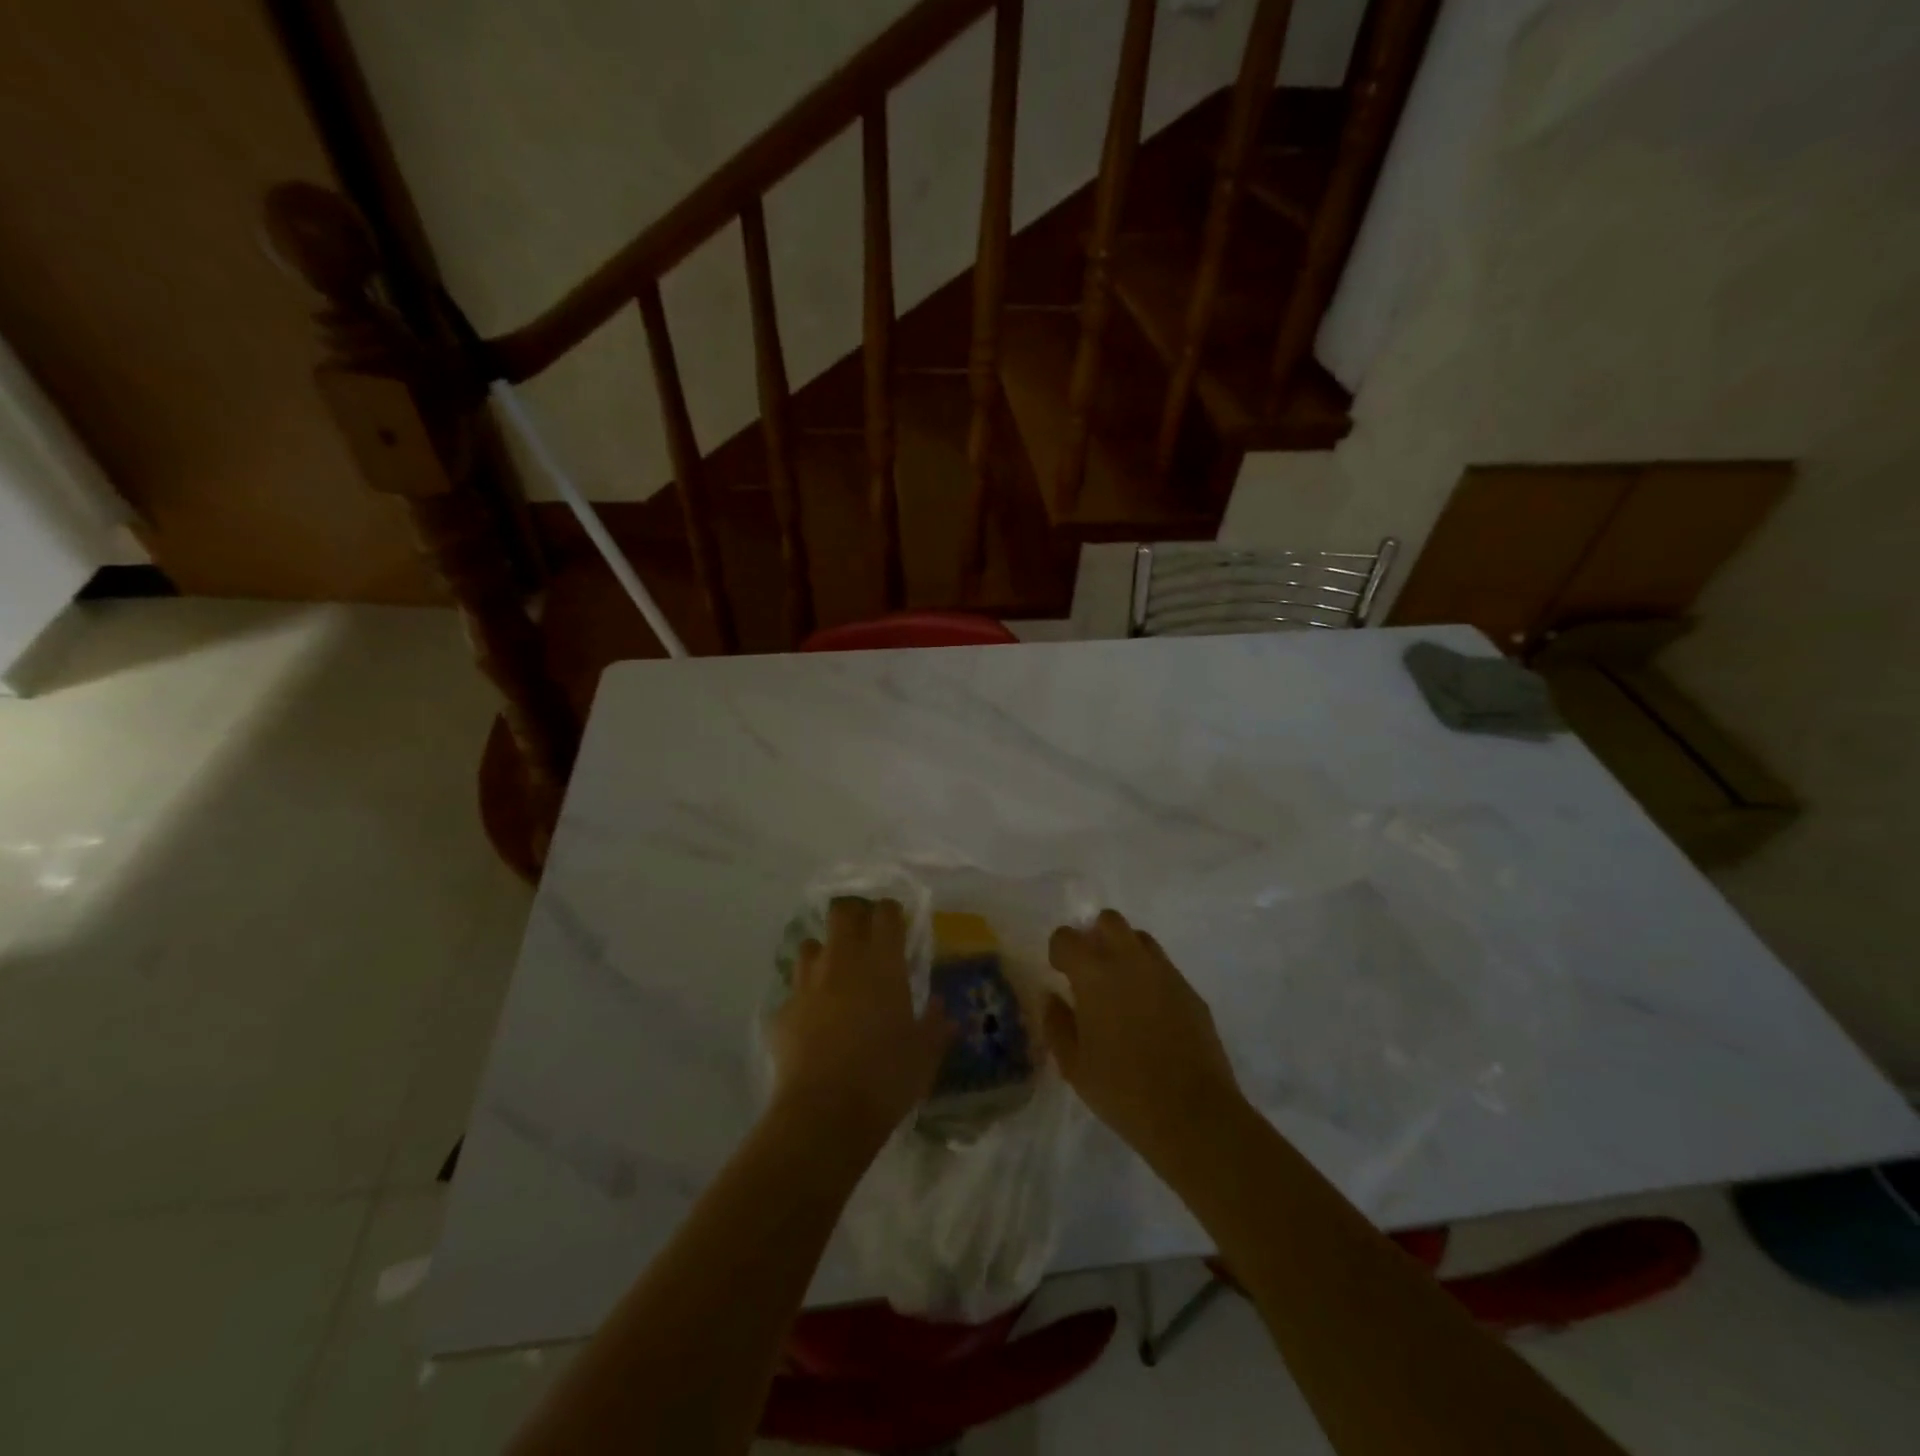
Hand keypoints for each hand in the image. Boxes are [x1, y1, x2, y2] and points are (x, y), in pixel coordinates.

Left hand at [769, 897, 954, 1148]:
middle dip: (853, 916)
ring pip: (810, 945)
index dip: (890, 913)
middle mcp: (843, 960)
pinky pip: (793, 992)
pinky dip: (804, 999)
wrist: (826, 1113)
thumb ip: (934, 1024)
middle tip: (864, 936)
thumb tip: (942, 1008)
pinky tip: (812, 1021)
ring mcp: (807, 983)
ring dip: (823, 954)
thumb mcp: (925, 1053)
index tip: (896, 925)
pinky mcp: (783, 1011)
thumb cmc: (887, 1076)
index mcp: (882, 962)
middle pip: (842, 912)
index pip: (885, 912)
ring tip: (834, 976)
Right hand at [1045, 910, 1244, 1167]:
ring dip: (1124, 951)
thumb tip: (1052, 997)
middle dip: (1095, 935)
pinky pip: (1164, 968)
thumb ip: (1056, 1023)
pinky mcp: (1190, 991)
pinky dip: (1150, 977)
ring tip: (1120, 987)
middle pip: (1109, 920)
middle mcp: (1130, 960)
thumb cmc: (1122, 1090)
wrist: (1193, 1114)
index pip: (1067, 937)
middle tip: (1090, 969)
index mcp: (1094, 973)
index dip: (1059, 951)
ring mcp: (1165, 973)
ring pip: (1140, 938)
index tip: (1060, 973)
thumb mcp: (1073, 1065)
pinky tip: (1149, 1013)